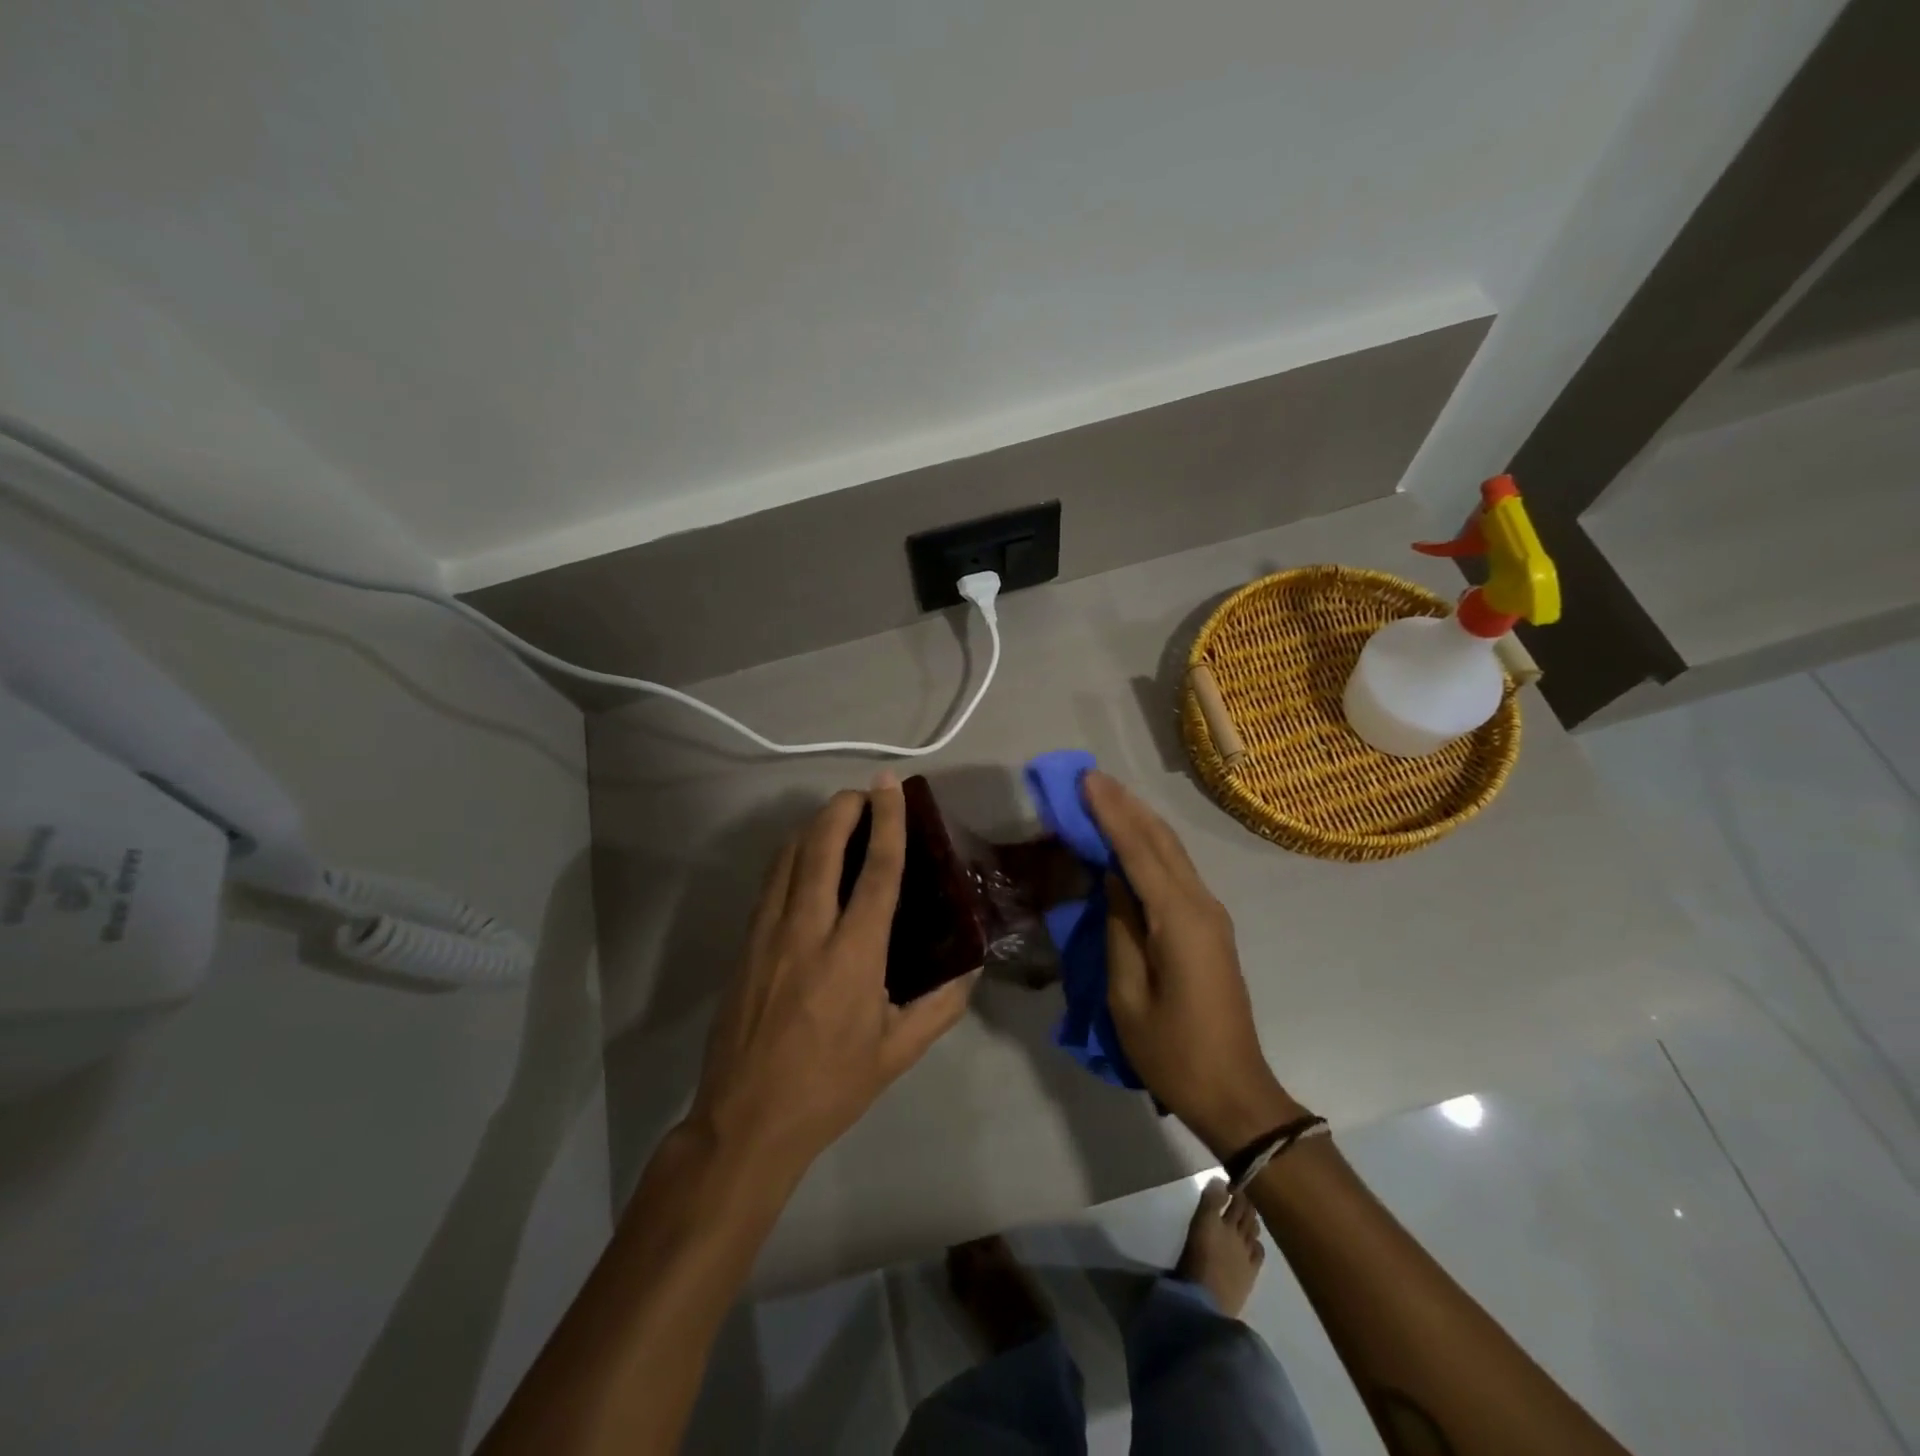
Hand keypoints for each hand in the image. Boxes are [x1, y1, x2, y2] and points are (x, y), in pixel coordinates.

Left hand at [688, 774, 976, 1180]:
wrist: (745, 1121)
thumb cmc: (830, 1088)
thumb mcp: (898, 1052)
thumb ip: (942, 1004)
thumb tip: (973, 965)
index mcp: (852, 957)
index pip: (876, 871)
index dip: (888, 822)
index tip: (891, 785)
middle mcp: (806, 932)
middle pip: (820, 847)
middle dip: (842, 808)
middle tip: (864, 794)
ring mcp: (767, 935)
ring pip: (787, 857)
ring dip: (813, 826)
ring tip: (838, 817)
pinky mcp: (744, 944)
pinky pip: (769, 882)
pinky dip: (790, 855)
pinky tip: (804, 859)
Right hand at [1083, 771, 1302, 1155]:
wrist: (1235, 1092)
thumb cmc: (1173, 1051)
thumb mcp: (1128, 995)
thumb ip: (1120, 929)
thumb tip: (1113, 881)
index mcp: (1179, 920)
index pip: (1139, 851)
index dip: (1111, 813)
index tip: (1086, 780)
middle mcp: (1201, 905)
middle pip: (1162, 841)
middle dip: (1126, 806)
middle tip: (1091, 778)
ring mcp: (1211, 915)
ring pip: (1173, 853)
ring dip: (1139, 822)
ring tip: (1106, 797)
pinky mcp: (1210, 927)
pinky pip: (1176, 873)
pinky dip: (1150, 848)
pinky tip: (1130, 841)